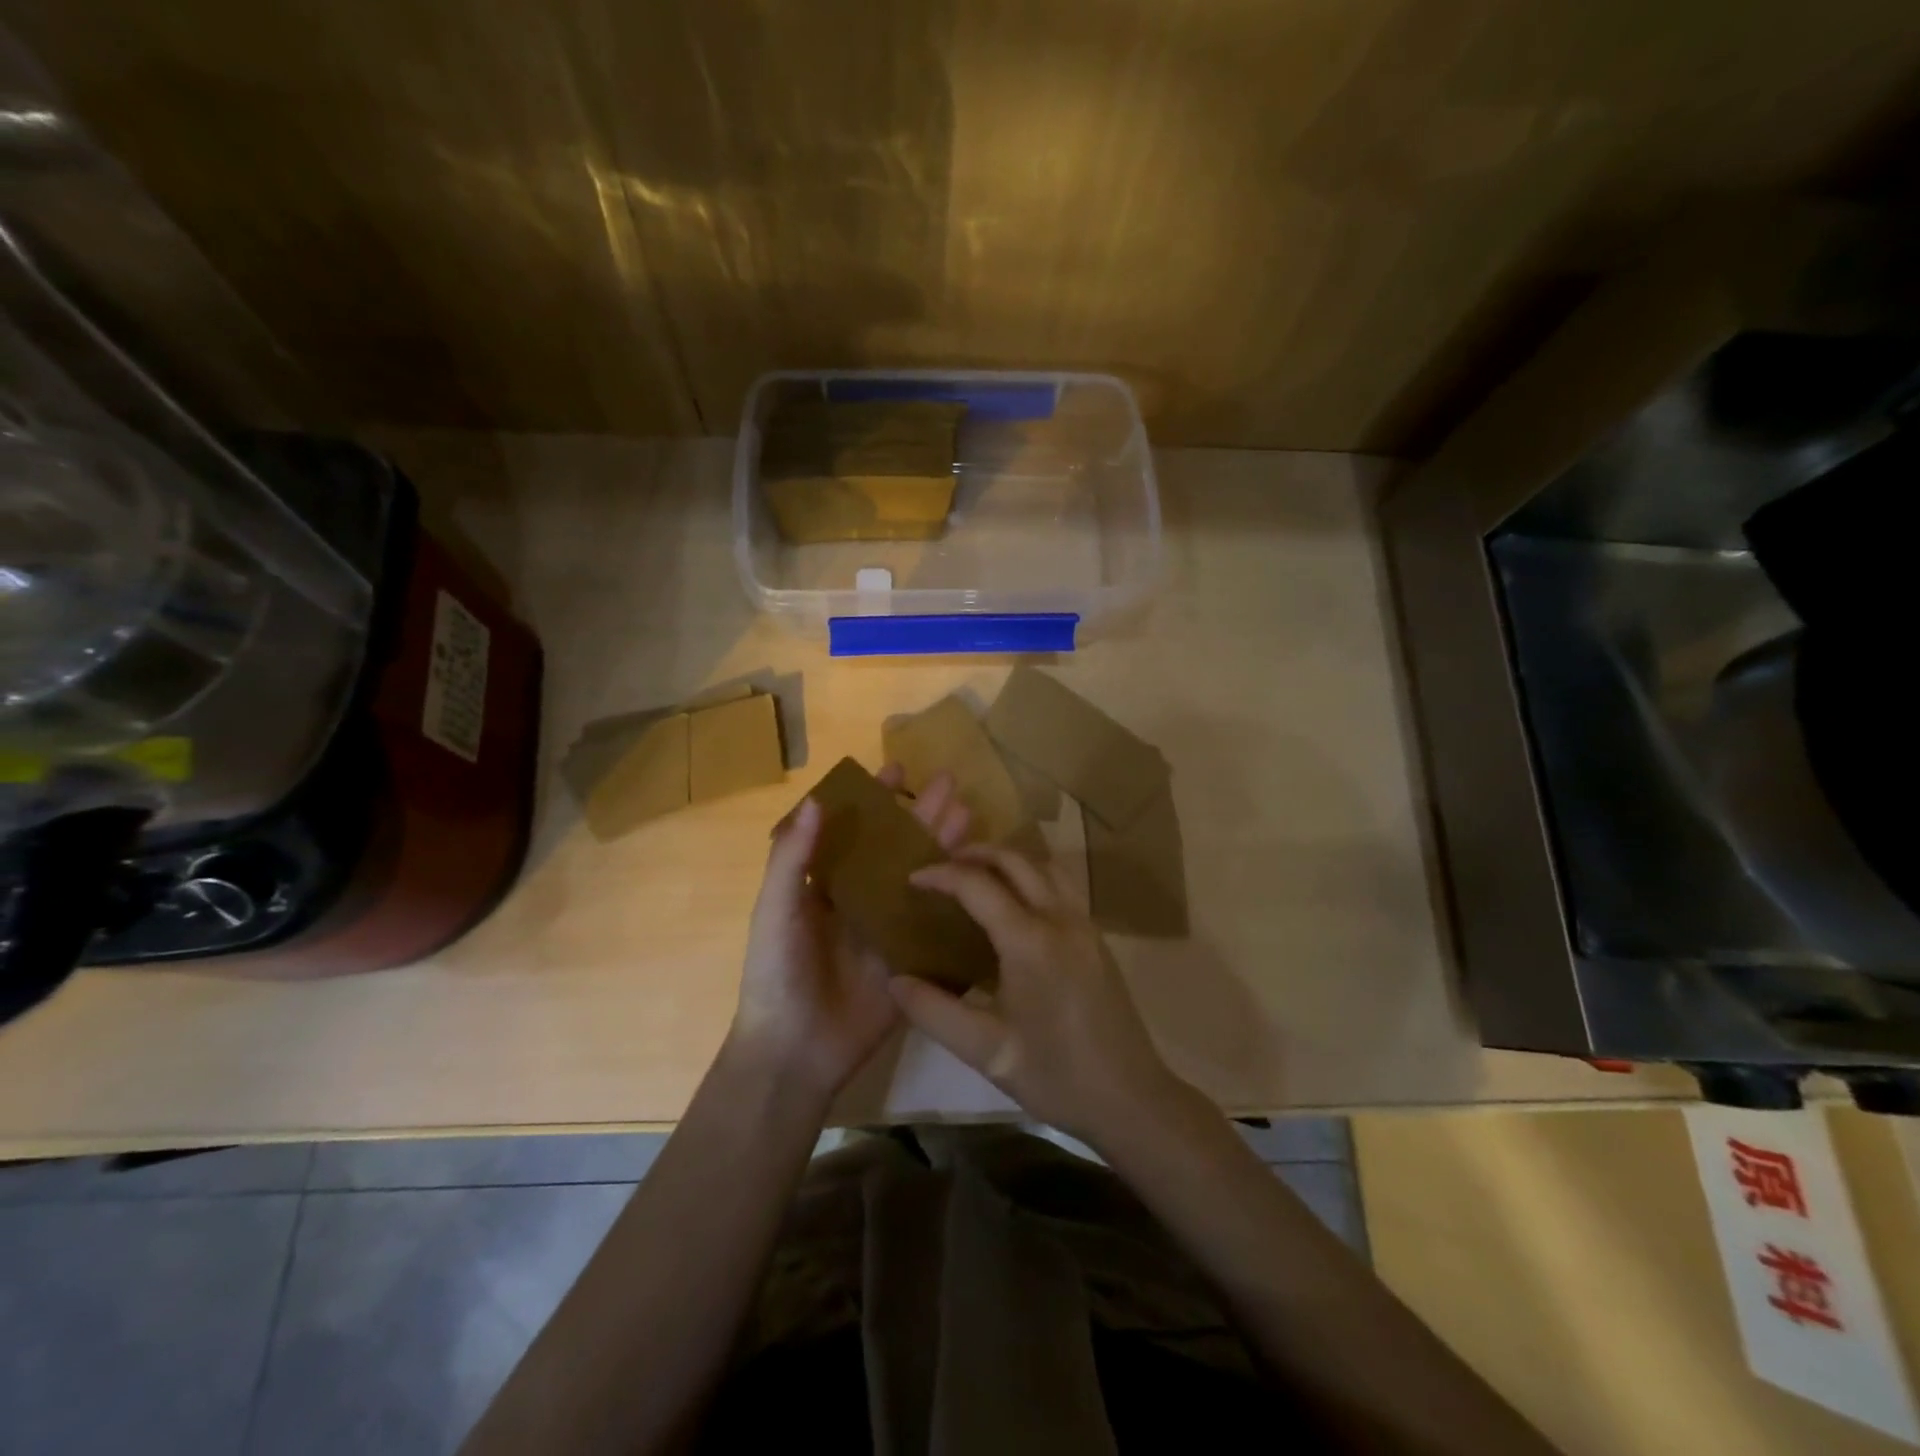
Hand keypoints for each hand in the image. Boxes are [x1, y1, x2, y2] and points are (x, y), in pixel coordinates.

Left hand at [731, 766, 972, 1101]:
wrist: (795, 1050)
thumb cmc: (777, 972)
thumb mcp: (776, 909)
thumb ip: (793, 857)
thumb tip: (816, 799)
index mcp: (826, 883)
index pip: (856, 829)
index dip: (875, 799)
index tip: (898, 768)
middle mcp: (861, 899)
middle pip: (897, 848)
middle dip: (922, 815)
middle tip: (950, 783)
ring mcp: (889, 928)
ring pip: (922, 877)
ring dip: (943, 847)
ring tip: (970, 815)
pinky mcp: (912, 959)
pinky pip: (937, 923)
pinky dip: (958, 899)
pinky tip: (981, 876)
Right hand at [888, 844, 1190, 1146]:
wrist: (1130, 1098)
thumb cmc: (1055, 1075)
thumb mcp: (986, 1051)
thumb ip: (934, 1011)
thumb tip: (894, 980)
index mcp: (1030, 941)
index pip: (978, 884)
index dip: (941, 874)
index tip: (912, 878)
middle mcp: (1060, 918)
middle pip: (1015, 860)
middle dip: (975, 853)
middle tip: (941, 865)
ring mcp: (1084, 924)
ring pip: (1044, 866)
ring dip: (1008, 859)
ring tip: (976, 875)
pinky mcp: (1096, 937)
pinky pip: (1061, 885)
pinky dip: (1031, 876)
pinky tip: (1015, 904)